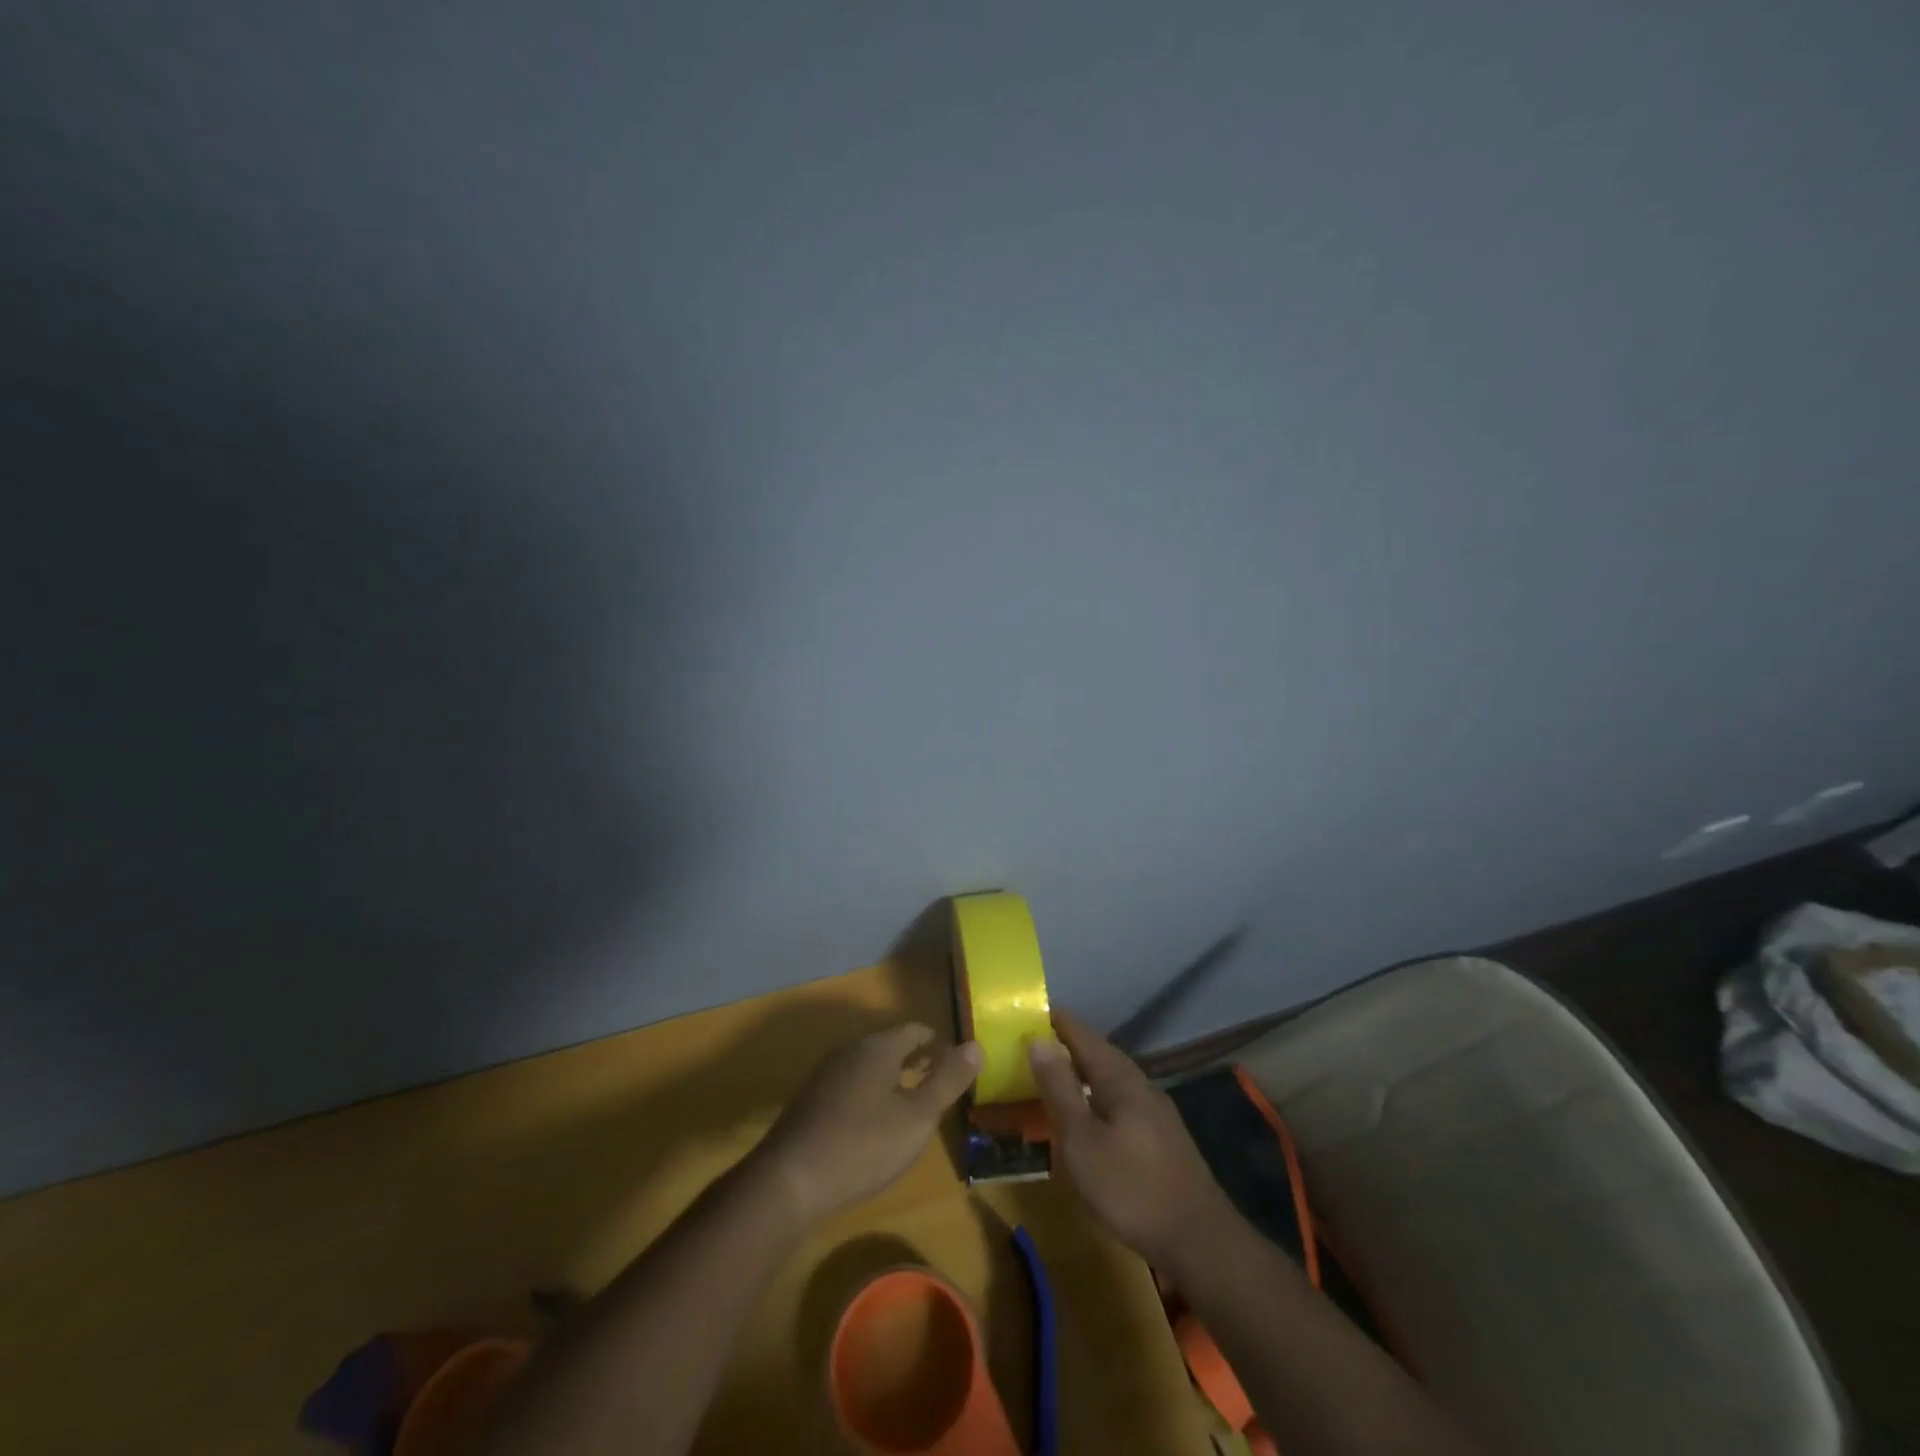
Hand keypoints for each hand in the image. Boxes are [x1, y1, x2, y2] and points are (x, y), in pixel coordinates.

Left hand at [758, 1023, 981, 1223]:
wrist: (790, 1179)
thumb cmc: (863, 1145)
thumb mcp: (917, 1117)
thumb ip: (948, 1080)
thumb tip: (976, 1045)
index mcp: (879, 1047)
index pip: (916, 1030)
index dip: (939, 1045)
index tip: (955, 1065)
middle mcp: (851, 1050)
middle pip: (891, 1045)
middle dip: (916, 1060)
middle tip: (937, 1084)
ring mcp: (826, 1073)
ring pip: (869, 1065)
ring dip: (892, 1077)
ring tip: (909, 1105)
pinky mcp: (810, 1099)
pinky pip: (849, 1084)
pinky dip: (869, 1093)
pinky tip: (872, 1125)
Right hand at [1027, 1010, 1234, 1270]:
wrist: (1199, 1240)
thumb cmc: (1131, 1187)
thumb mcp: (1081, 1140)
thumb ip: (1059, 1088)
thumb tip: (1038, 1039)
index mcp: (1119, 1076)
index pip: (1081, 1033)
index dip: (1054, 1020)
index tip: (1025, 1013)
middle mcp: (1140, 1083)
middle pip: (1097, 1052)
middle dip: (1065, 1045)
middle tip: (1030, 1046)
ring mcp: (1155, 1110)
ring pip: (1110, 1078)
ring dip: (1080, 1072)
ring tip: (1052, 1078)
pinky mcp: (1161, 1137)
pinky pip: (1119, 1100)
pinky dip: (1094, 1096)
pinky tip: (1086, 1117)